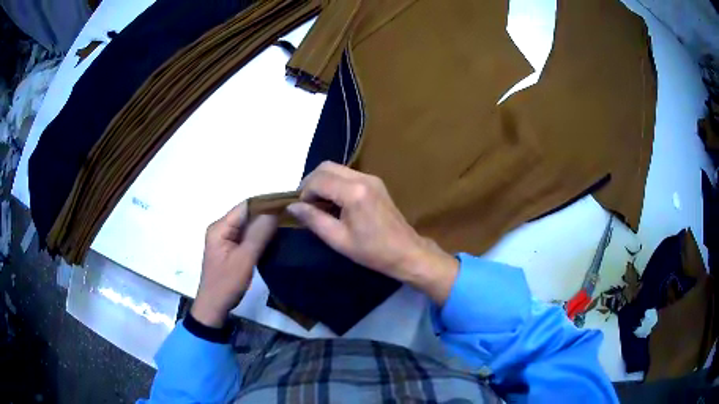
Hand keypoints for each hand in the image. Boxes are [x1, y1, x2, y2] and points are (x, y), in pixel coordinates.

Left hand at [191, 202, 277, 327]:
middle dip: (267, 215)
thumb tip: (275, 211)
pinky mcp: (230, 249)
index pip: (245, 206)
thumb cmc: (227, 284)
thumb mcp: (244, 259)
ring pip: (248, 226)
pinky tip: (274, 239)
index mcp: (220, 227)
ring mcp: (225, 239)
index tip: (287, 206)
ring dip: (264, 227)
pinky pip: (246, 237)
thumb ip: (258, 234)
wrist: (214, 307)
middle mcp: (221, 229)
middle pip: (246, 215)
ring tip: (287, 226)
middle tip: (291, 218)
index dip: (266, 204)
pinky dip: (259, 237)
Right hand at [287, 162, 457, 303]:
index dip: (304, 192)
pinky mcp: (375, 182)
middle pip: (326, 166)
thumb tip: (292, 206)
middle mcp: (362, 178)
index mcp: (353, 192)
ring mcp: (371, 178)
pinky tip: (334, 202)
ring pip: (337, 168)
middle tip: (306, 203)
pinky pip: (348, 174)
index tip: (302, 209)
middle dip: (311, 182)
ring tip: (319, 204)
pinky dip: (335, 183)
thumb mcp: (338, 239)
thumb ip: (313, 219)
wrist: (406, 252)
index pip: (318, 180)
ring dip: (323, 181)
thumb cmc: (372, 251)